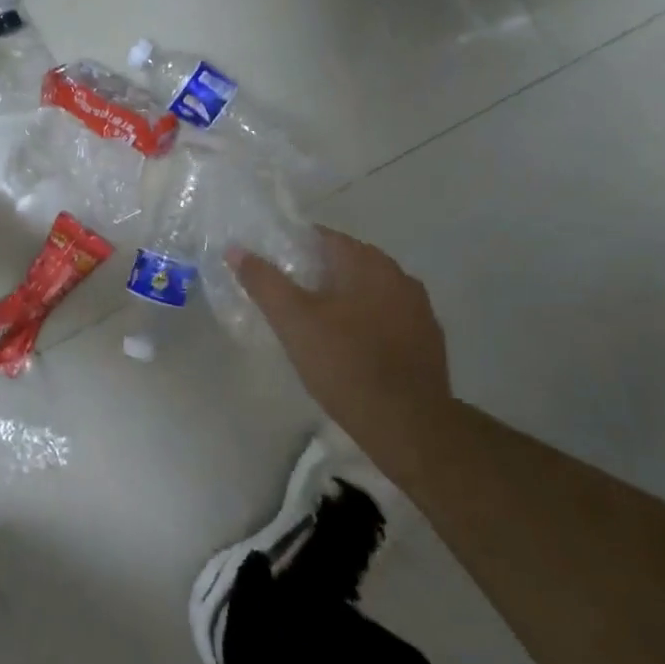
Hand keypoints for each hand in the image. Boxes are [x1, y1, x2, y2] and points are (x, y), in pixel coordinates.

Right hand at [234, 228, 452, 481]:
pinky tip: (349, 347)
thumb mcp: (293, 321)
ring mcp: (419, 308)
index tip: (271, 269)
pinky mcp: (428, 340)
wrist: (409, 426)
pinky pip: (387, 318)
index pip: (323, 237)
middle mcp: (398, 275)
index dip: (292, 248)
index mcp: (367, 262)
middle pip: (347, 262)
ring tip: (315, 324)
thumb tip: (236, 250)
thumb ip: (264, 282)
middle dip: (316, 275)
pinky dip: (366, 322)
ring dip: (343, 299)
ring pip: (369, 291)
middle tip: (287, 299)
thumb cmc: (345, 364)